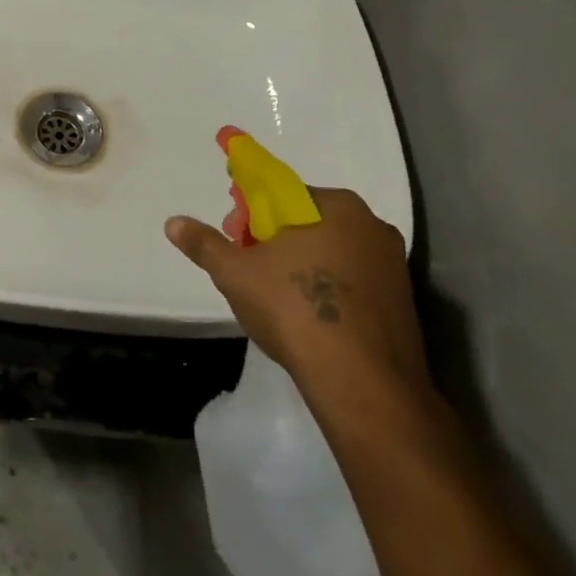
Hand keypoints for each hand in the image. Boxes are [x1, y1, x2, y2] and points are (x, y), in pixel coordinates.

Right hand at [166, 188, 428, 399]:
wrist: (362, 383)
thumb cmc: (294, 309)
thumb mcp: (235, 272)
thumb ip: (204, 244)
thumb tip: (173, 223)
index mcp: (335, 205)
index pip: (280, 192)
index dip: (249, 213)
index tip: (235, 237)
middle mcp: (370, 225)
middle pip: (306, 220)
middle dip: (272, 238)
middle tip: (248, 268)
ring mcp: (392, 265)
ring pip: (330, 252)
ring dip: (299, 264)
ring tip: (274, 297)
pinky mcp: (403, 303)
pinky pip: (352, 281)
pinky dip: (326, 289)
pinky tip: (307, 317)